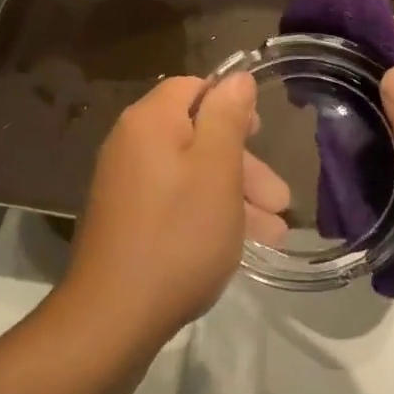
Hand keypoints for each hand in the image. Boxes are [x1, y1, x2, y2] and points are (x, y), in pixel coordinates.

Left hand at [63, 74, 290, 340]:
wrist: (114, 315)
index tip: (261, 134)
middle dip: (244, 166)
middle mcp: (131, 144)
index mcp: (150, 122)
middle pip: (196, 135)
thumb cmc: (178, 235)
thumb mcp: (216, 170)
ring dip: (234, 197)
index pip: (193, 88)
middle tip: (280, 200)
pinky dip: (208, 214)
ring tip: (274, 234)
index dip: (231, 105)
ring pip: (191, 174)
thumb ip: (227, 117)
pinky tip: (239, 244)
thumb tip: (236, 77)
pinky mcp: (126, 219)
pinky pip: (174, 202)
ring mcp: (125, 184)